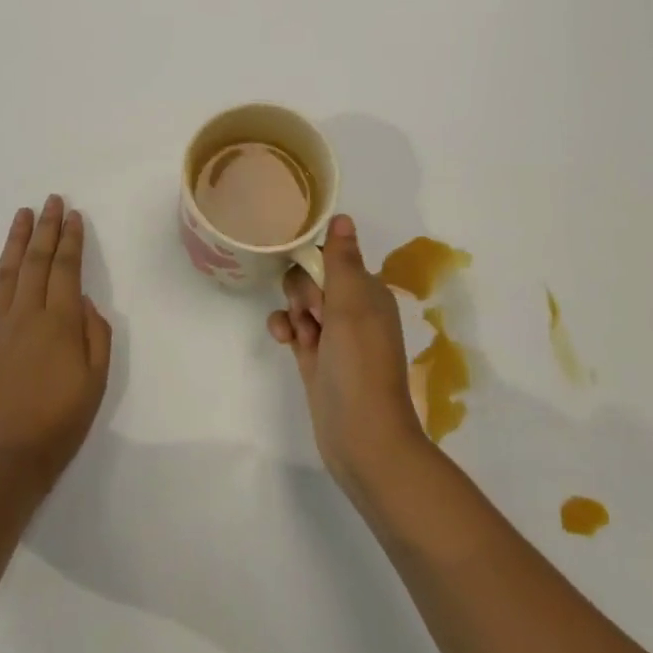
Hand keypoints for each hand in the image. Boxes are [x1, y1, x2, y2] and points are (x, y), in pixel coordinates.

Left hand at [0, 196, 111, 491]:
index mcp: (60, 322)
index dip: (72, 239)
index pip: (67, 268)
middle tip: (51, 201)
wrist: (0, 462)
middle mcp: (25, 315)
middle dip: (47, 228)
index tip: (74, 215)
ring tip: (23, 215)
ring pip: (6, 273)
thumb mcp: (96, 382)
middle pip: (37, 262)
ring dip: (16, 241)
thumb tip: (85, 303)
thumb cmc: (57, 425)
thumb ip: (96, 336)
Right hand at [268, 215, 431, 497]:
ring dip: (293, 311)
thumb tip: (343, 216)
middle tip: (314, 315)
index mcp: (369, 291)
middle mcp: (353, 310)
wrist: (362, 436)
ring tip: (301, 333)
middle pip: (313, 278)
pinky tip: (283, 340)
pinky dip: (286, 329)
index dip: (317, 265)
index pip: (334, 257)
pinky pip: (294, 329)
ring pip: (301, 303)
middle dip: (303, 290)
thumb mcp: (352, 304)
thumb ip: (342, 259)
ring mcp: (333, 336)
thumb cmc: (360, 363)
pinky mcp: (315, 359)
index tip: (315, 283)